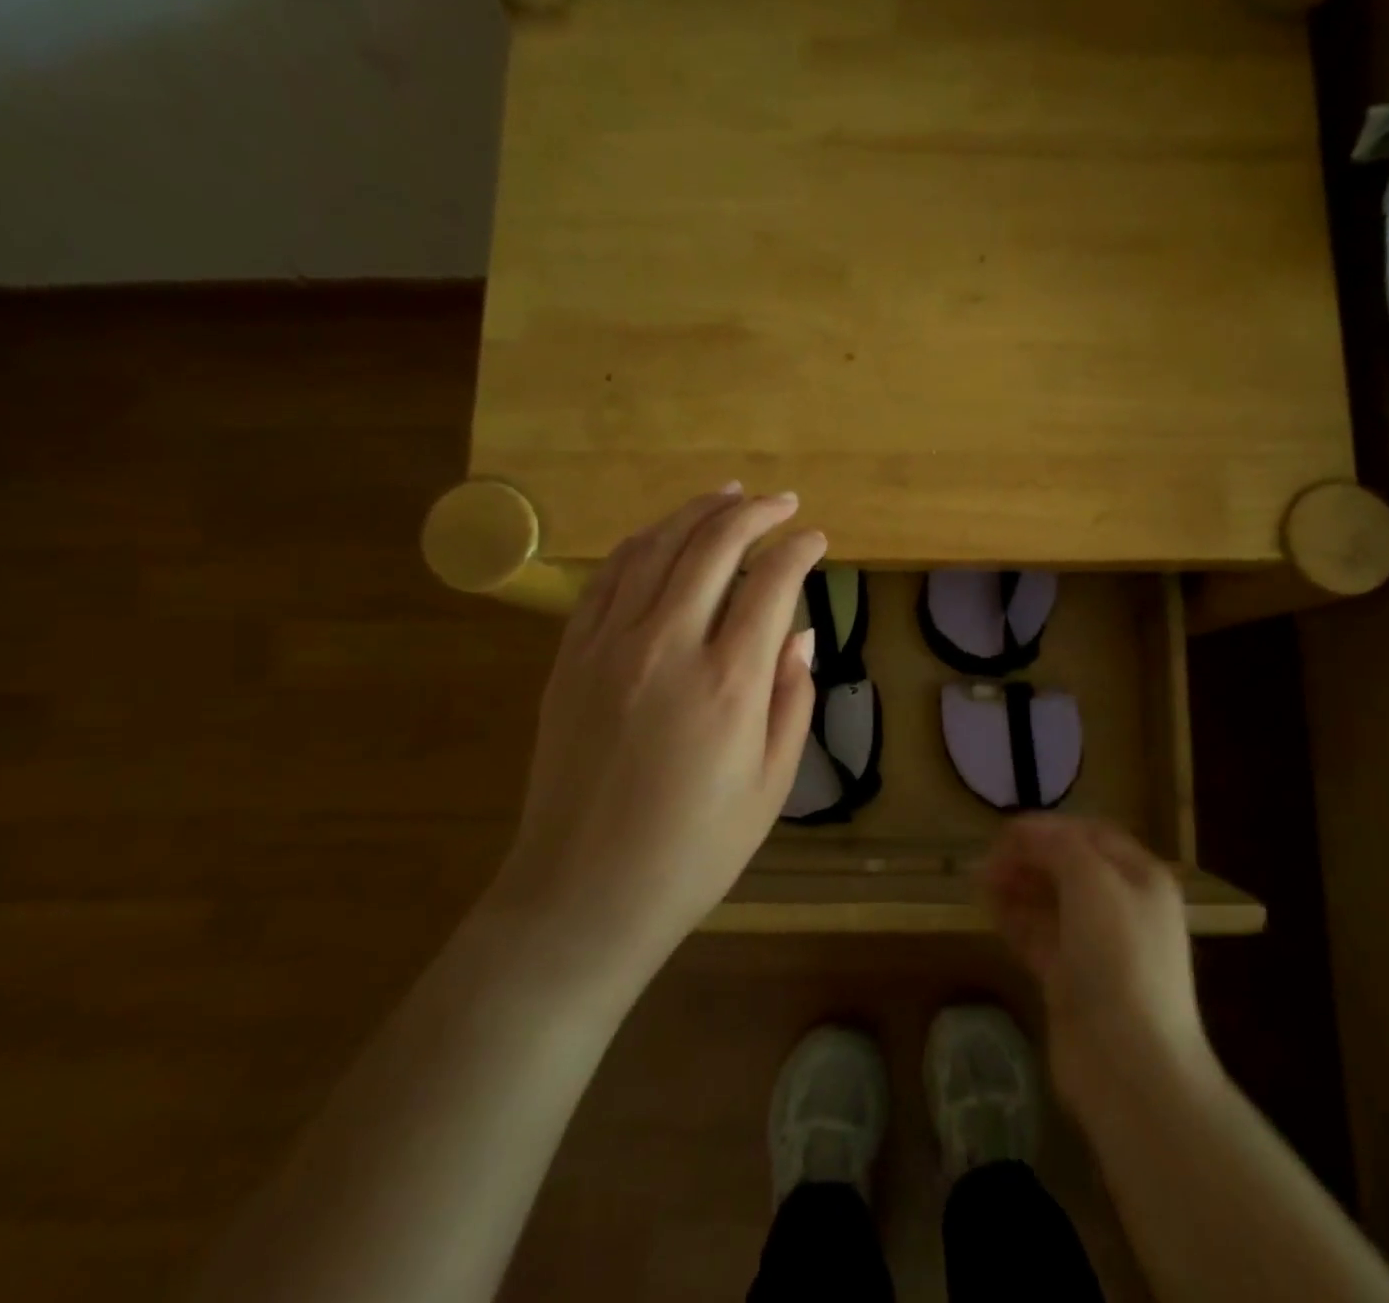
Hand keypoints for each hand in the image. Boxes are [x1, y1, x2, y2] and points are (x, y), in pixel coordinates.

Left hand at [487, 485, 823, 982]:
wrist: (585, 893)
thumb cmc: (695, 849)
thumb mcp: (772, 784)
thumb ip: (793, 698)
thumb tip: (800, 632)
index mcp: (729, 683)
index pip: (772, 583)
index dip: (800, 550)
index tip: (817, 540)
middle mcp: (667, 646)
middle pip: (713, 546)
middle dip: (754, 513)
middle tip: (781, 502)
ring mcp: (609, 646)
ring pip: (655, 548)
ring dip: (696, 513)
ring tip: (727, 496)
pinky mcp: (571, 657)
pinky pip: (606, 578)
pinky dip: (640, 544)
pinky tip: (661, 535)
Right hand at [982, 817, 1209, 1116]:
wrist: (1130, 1066)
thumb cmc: (1119, 957)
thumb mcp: (1093, 882)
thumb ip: (1058, 846)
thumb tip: (1025, 831)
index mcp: (1140, 878)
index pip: (1091, 835)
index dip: (1049, 828)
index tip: (1005, 831)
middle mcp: (1122, 907)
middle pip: (1068, 867)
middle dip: (1028, 857)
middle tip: (987, 859)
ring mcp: (1096, 947)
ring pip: (1049, 901)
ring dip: (1016, 884)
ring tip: (979, 879)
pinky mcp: (1071, 980)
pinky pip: (1038, 935)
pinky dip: (1014, 917)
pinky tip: (988, 906)